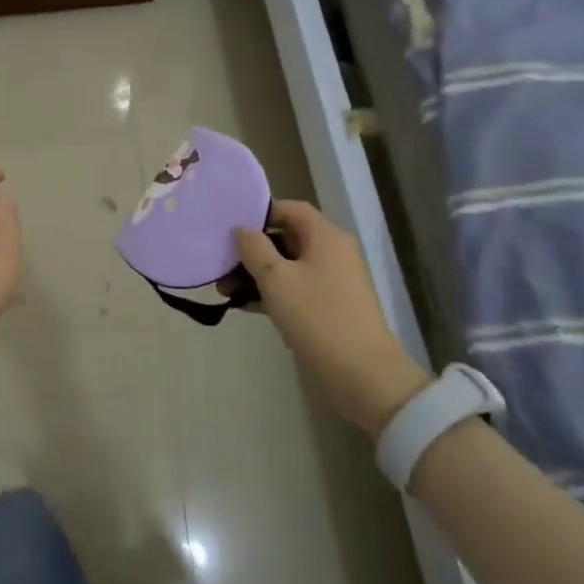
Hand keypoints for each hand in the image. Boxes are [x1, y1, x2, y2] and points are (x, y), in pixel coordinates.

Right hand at [234, 200, 431, 435]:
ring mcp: (332, 282)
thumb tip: (241, 229)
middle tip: (221, 264)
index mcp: (325, 237)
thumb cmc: (317, 316)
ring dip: (256, 275)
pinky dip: (271, 293)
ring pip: (287, 266)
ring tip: (225, 290)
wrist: (362, 374)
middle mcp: (332, 253)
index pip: (290, 209)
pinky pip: (294, 289)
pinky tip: (243, 305)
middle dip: (252, 250)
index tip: (231, 227)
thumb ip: (254, 248)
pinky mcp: (328, 307)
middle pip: (286, 238)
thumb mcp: (276, 278)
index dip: (260, 213)